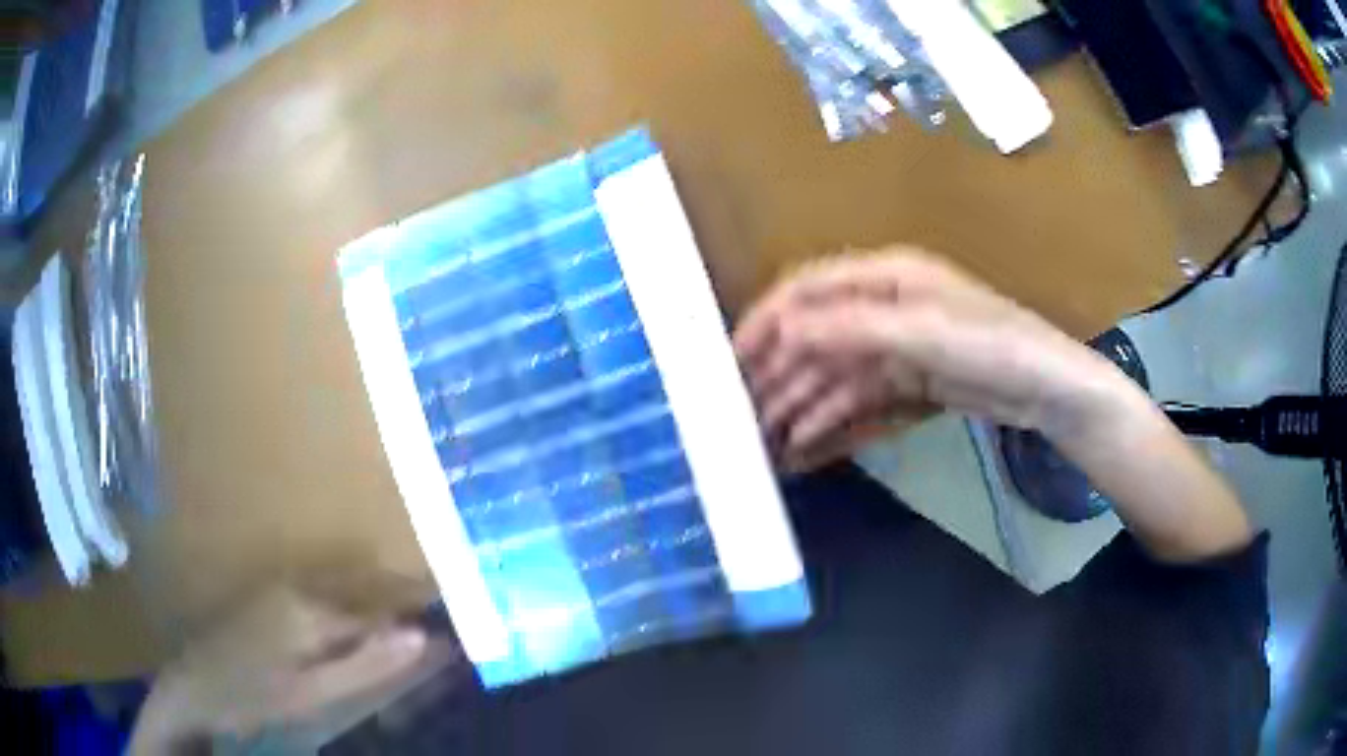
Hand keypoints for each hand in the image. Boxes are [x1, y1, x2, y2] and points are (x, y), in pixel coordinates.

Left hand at [130, 575, 455, 753]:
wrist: (195, 683)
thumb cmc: (256, 696)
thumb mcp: (314, 693)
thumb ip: (366, 664)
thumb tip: (421, 636)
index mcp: (313, 607)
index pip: (384, 608)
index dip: (419, 622)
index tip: (453, 635)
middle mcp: (301, 583)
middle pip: (367, 593)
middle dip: (402, 611)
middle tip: (434, 638)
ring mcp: (283, 584)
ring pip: (347, 593)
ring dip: (377, 612)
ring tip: (403, 638)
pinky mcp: (273, 593)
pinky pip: (325, 597)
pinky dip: (350, 615)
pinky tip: (355, 637)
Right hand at [734, 248, 1131, 469]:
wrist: (1048, 389)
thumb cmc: (994, 345)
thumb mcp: (926, 333)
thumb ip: (855, 329)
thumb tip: (786, 331)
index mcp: (887, 277)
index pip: (810, 289)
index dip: (770, 319)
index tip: (734, 358)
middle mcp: (885, 306)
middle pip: (817, 335)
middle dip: (780, 372)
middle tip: (742, 411)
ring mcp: (898, 347)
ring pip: (835, 373)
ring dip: (801, 403)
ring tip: (766, 439)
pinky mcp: (909, 382)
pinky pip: (859, 400)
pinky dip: (832, 421)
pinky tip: (806, 445)